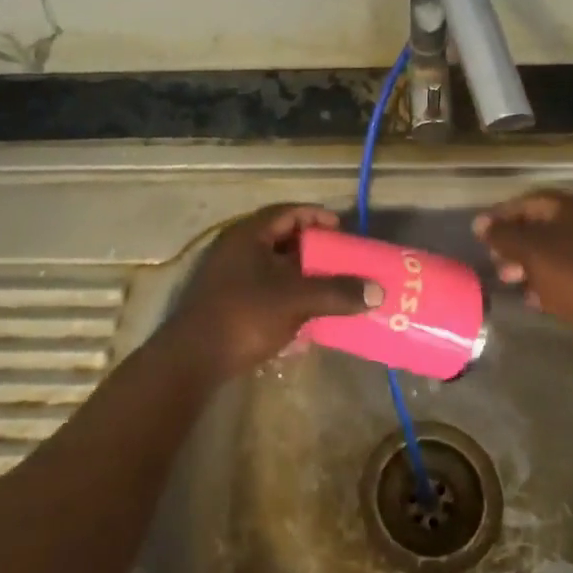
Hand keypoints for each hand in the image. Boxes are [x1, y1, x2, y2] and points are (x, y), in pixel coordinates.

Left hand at [164, 204, 374, 377]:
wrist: (193, 361)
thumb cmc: (245, 315)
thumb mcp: (296, 299)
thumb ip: (337, 292)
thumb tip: (378, 291)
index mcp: (249, 236)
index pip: (287, 212)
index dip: (316, 216)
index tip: (342, 229)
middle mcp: (237, 250)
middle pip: (282, 240)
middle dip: (314, 250)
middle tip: (341, 259)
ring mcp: (230, 278)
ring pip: (275, 269)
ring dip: (302, 277)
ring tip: (331, 288)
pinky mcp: (229, 305)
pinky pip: (266, 292)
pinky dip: (288, 298)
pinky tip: (307, 318)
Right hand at [473, 189, 572, 353]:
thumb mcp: (533, 251)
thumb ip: (504, 236)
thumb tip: (479, 223)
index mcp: (570, 207)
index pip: (527, 202)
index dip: (500, 216)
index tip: (480, 235)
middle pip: (540, 227)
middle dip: (513, 244)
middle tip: (495, 263)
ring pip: (553, 252)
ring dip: (528, 266)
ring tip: (510, 283)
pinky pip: (567, 273)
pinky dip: (548, 282)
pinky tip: (534, 299)